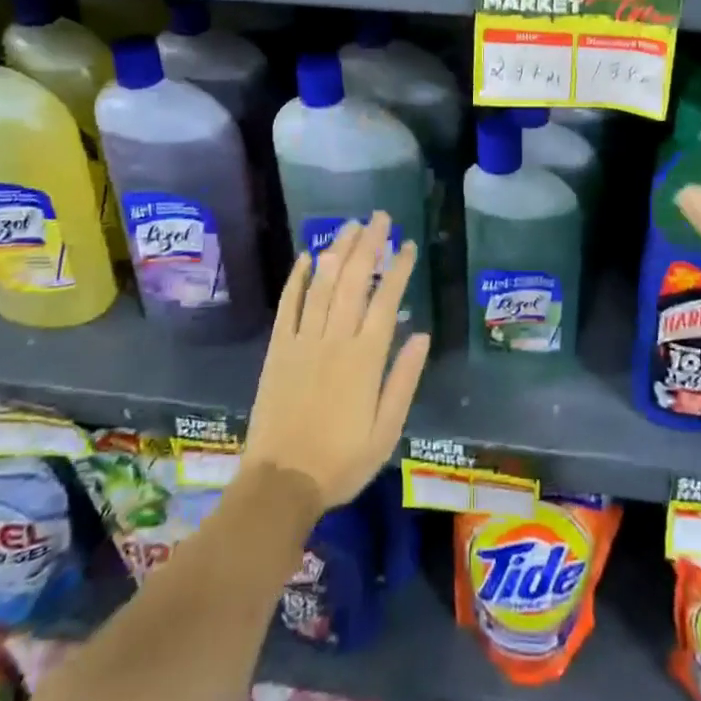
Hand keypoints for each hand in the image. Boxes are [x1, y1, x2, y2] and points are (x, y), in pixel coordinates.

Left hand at [243, 214, 431, 510]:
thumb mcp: (387, 431)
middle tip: (380, 217)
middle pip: (353, 281)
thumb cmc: (341, 461)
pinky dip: (296, 279)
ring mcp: (302, 341)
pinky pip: (288, 306)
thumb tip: (422, 335)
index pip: (386, 300)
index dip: (399, 269)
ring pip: (322, 284)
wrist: (281, 483)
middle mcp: (334, 340)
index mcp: (365, 359)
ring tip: (350, 225)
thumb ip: (404, 380)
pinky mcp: (278, 349)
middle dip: (369, 244)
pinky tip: (305, 257)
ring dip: (337, 250)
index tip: (408, 245)